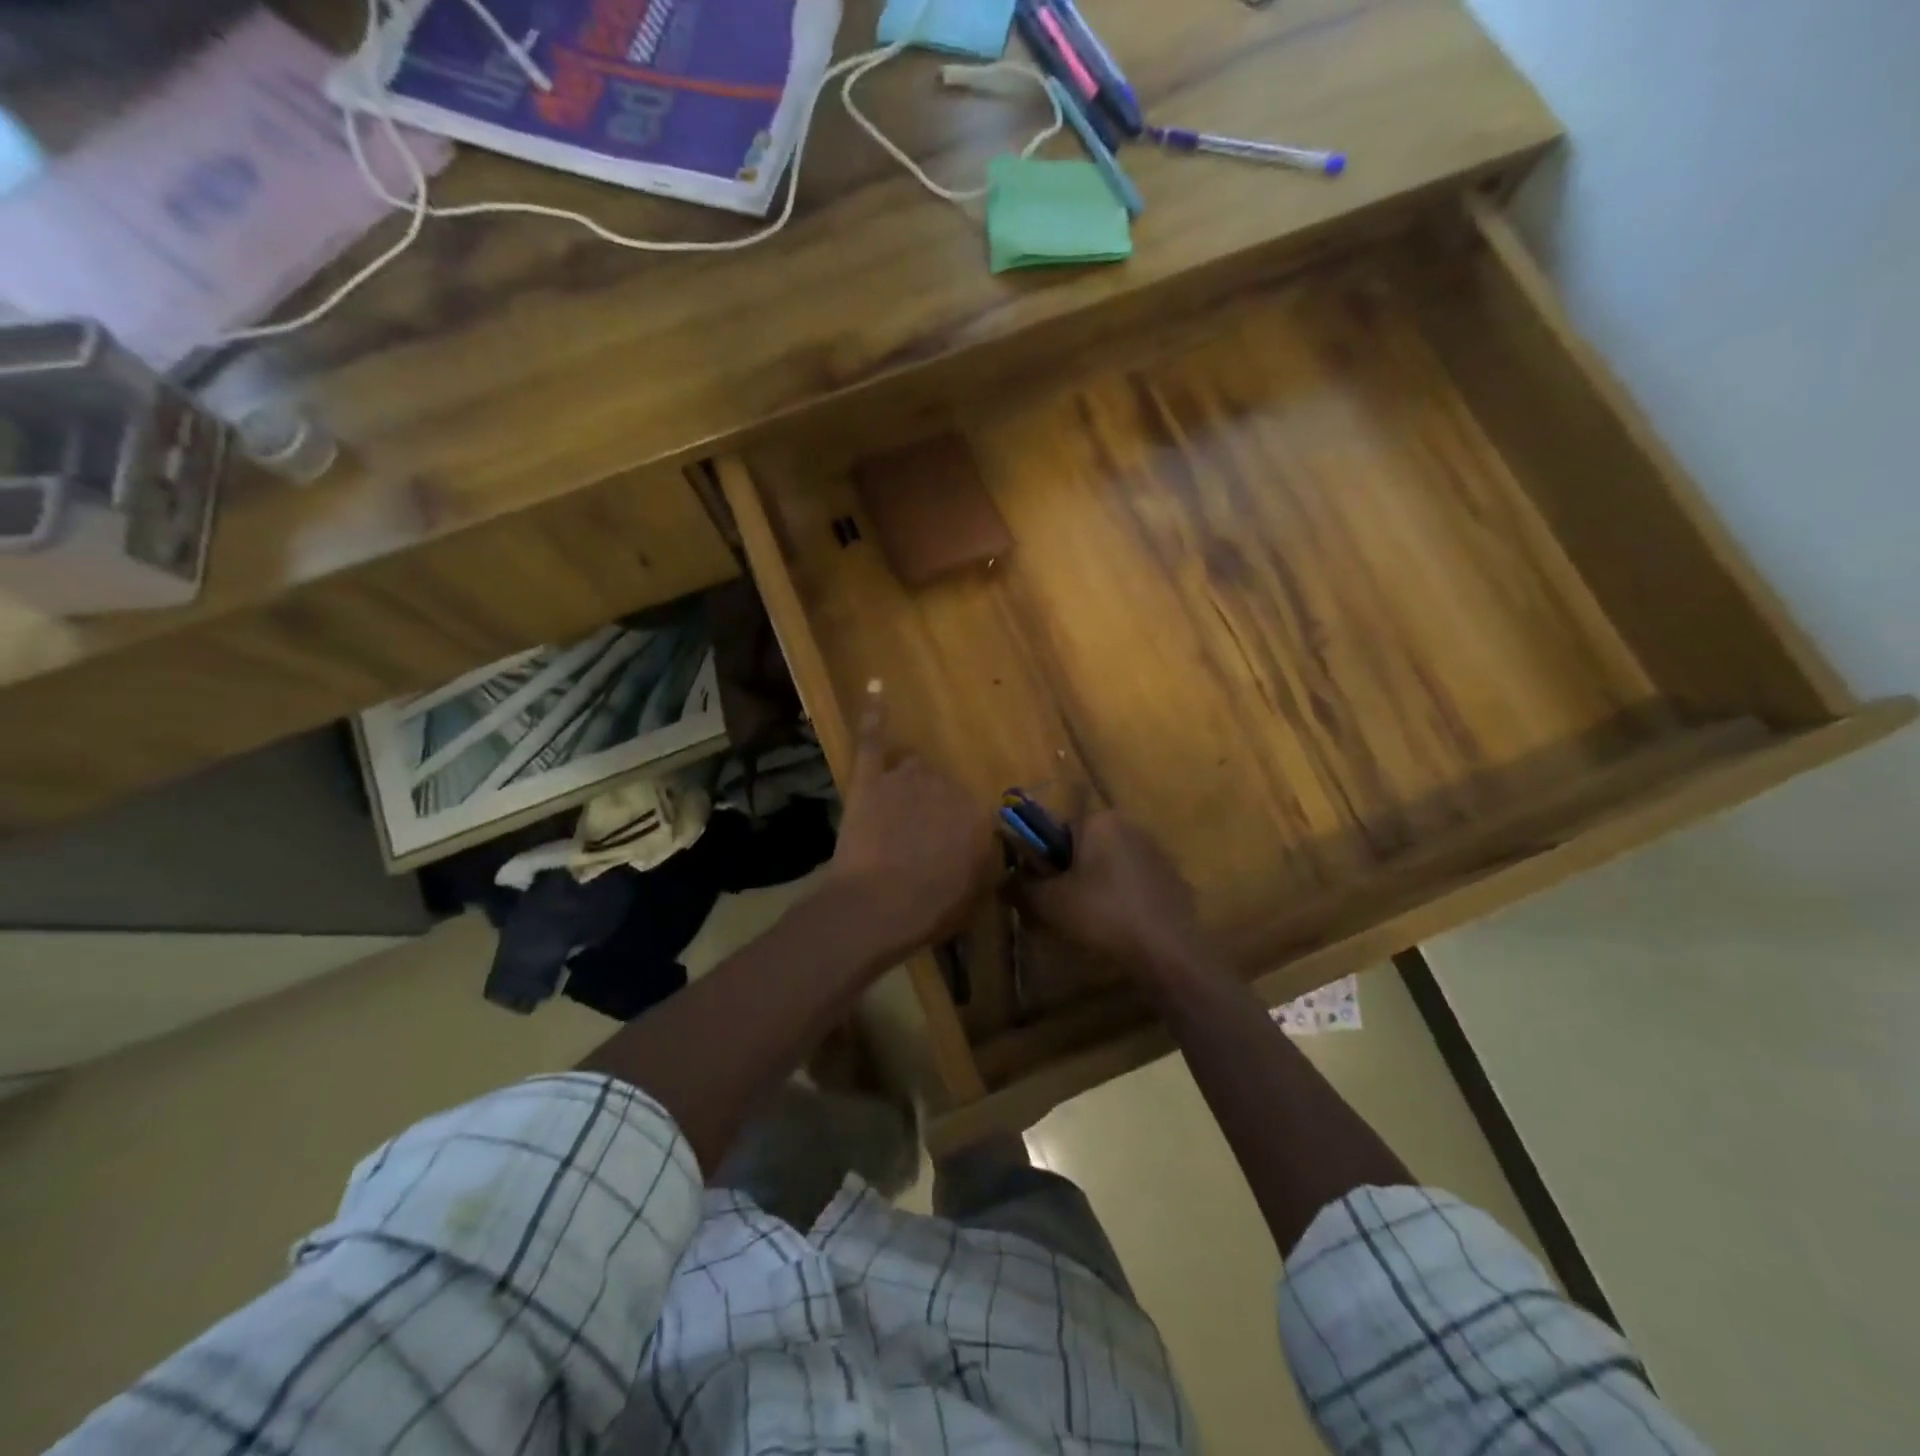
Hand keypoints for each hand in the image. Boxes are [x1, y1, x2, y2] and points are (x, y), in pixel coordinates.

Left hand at [823, 692, 998, 960]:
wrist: (873, 909)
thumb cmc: (928, 910)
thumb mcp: (974, 897)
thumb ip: (985, 866)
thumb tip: (990, 852)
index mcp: (978, 815)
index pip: (975, 813)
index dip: (957, 837)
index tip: (945, 856)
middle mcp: (948, 787)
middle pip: (945, 788)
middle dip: (933, 812)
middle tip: (916, 845)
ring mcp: (907, 778)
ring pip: (916, 767)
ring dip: (910, 784)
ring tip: (896, 814)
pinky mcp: (870, 777)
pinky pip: (873, 737)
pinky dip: (874, 712)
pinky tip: (876, 686)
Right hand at [1016, 811, 1205, 977]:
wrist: (1168, 951)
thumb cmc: (1103, 915)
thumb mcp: (1049, 903)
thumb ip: (1020, 886)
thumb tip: (1004, 879)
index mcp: (1100, 821)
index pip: (1057, 831)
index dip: (1044, 862)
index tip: (1043, 891)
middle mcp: (1130, 826)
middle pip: (1084, 848)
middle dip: (1070, 875)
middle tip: (1063, 910)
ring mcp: (1156, 852)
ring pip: (1110, 866)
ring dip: (1096, 887)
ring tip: (1091, 924)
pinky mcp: (1173, 879)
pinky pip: (1135, 884)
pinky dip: (1123, 899)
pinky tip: (1121, 928)